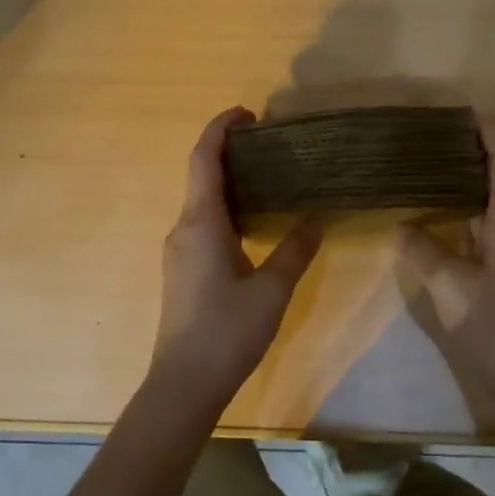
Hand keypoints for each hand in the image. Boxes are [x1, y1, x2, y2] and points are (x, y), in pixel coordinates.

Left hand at [150, 107, 322, 410]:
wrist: (184, 383)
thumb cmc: (227, 332)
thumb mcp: (272, 289)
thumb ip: (295, 250)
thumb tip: (315, 219)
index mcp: (200, 223)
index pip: (204, 159)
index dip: (220, 128)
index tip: (247, 112)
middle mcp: (183, 229)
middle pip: (201, 175)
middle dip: (229, 151)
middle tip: (270, 144)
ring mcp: (179, 251)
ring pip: (202, 201)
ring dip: (229, 181)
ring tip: (268, 176)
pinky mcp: (182, 270)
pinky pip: (203, 223)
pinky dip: (226, 207)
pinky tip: (253, 220)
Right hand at [397, 117, 494, 400]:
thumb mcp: (451, 284)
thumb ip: (424, 250)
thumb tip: (401, 226)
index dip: (490, 134)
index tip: (465, 113)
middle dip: (472, 152)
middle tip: (431, 139)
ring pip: (490, 203)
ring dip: (465, 183)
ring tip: (426, 169)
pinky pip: (484, 226)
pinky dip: (462, 213)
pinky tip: (435, 216)